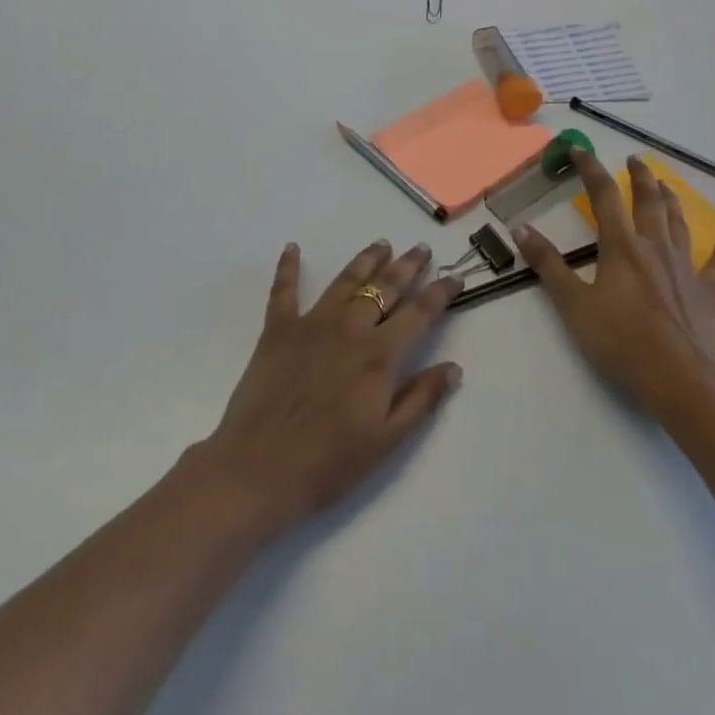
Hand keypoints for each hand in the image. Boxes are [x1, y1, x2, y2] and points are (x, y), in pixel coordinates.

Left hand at [195, 240, 463, 537]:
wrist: (259, 470)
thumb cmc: (329, 464)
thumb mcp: (387, 441)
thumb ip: (421, 399)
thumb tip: (454, 367)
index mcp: (380, 356)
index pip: (419, 315)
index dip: (440, 294)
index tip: (455, 277)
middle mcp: (350, 329)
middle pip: (385, 288)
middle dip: (407, 266)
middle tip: (421, 248)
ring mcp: (312, 324)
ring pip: (345, 281)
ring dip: (366, 260)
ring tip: (381, 244)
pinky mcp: (278, 330)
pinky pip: (284, 290)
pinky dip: (287, 267)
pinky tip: (292, 247)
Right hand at [516, 152, 714, 410]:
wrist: (680, 380)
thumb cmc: (620, 341)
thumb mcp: (573, 304)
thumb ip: (548, 265)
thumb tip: (520, 228)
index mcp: (621, 246)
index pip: (604, 195)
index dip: (591, 169)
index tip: (580, 149)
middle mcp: (654, 247)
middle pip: (648, 201)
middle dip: (640, 177)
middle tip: (635, 160)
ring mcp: (684, 269)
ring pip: (679, 224)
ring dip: (671, 201)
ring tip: (666, 185)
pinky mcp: (706, 294)